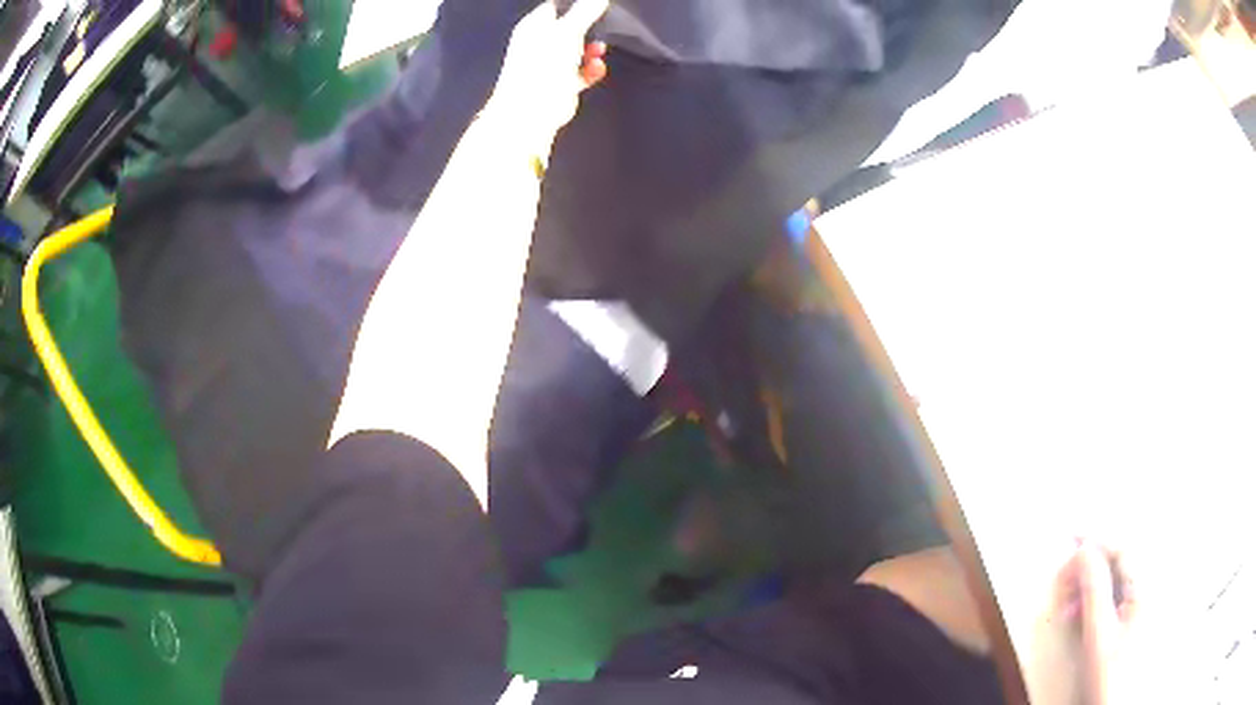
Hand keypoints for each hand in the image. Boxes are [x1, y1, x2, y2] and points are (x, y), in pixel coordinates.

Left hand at [490, 0, 609, 151]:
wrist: (532, 110)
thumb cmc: (544, 65)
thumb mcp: (568, 31)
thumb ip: (585, 11)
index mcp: (534, 26)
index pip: (556, 7)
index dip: (575, 5)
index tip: (594, 7)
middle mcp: (539, 43)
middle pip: (569, 28)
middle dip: (587, 29)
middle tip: (601, 28)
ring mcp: (549, 65)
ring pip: (576, 50)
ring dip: (591, 50)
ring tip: (600, 50)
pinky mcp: (560, 84)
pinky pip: (581, 72)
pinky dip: (591, 70)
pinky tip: (597, 69)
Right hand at [1055, 540, 1138, 704]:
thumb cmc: (1108, 675)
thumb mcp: (1098, 636)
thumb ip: (1094, 590)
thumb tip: (1084, 552)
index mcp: (1146, 586)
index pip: (1122, 547)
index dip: (1097, 537)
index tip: (1071, 533)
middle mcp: (1149, 586)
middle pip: (1120, 559)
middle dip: (1089, 564)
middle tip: (1063, 579)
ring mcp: (1143, 600)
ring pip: (1116, 575)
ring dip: (1089, 583)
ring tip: (1067, 605)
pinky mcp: (1135, 613)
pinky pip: (1117, 591)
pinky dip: (1096, 596)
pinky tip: (1079, 612)